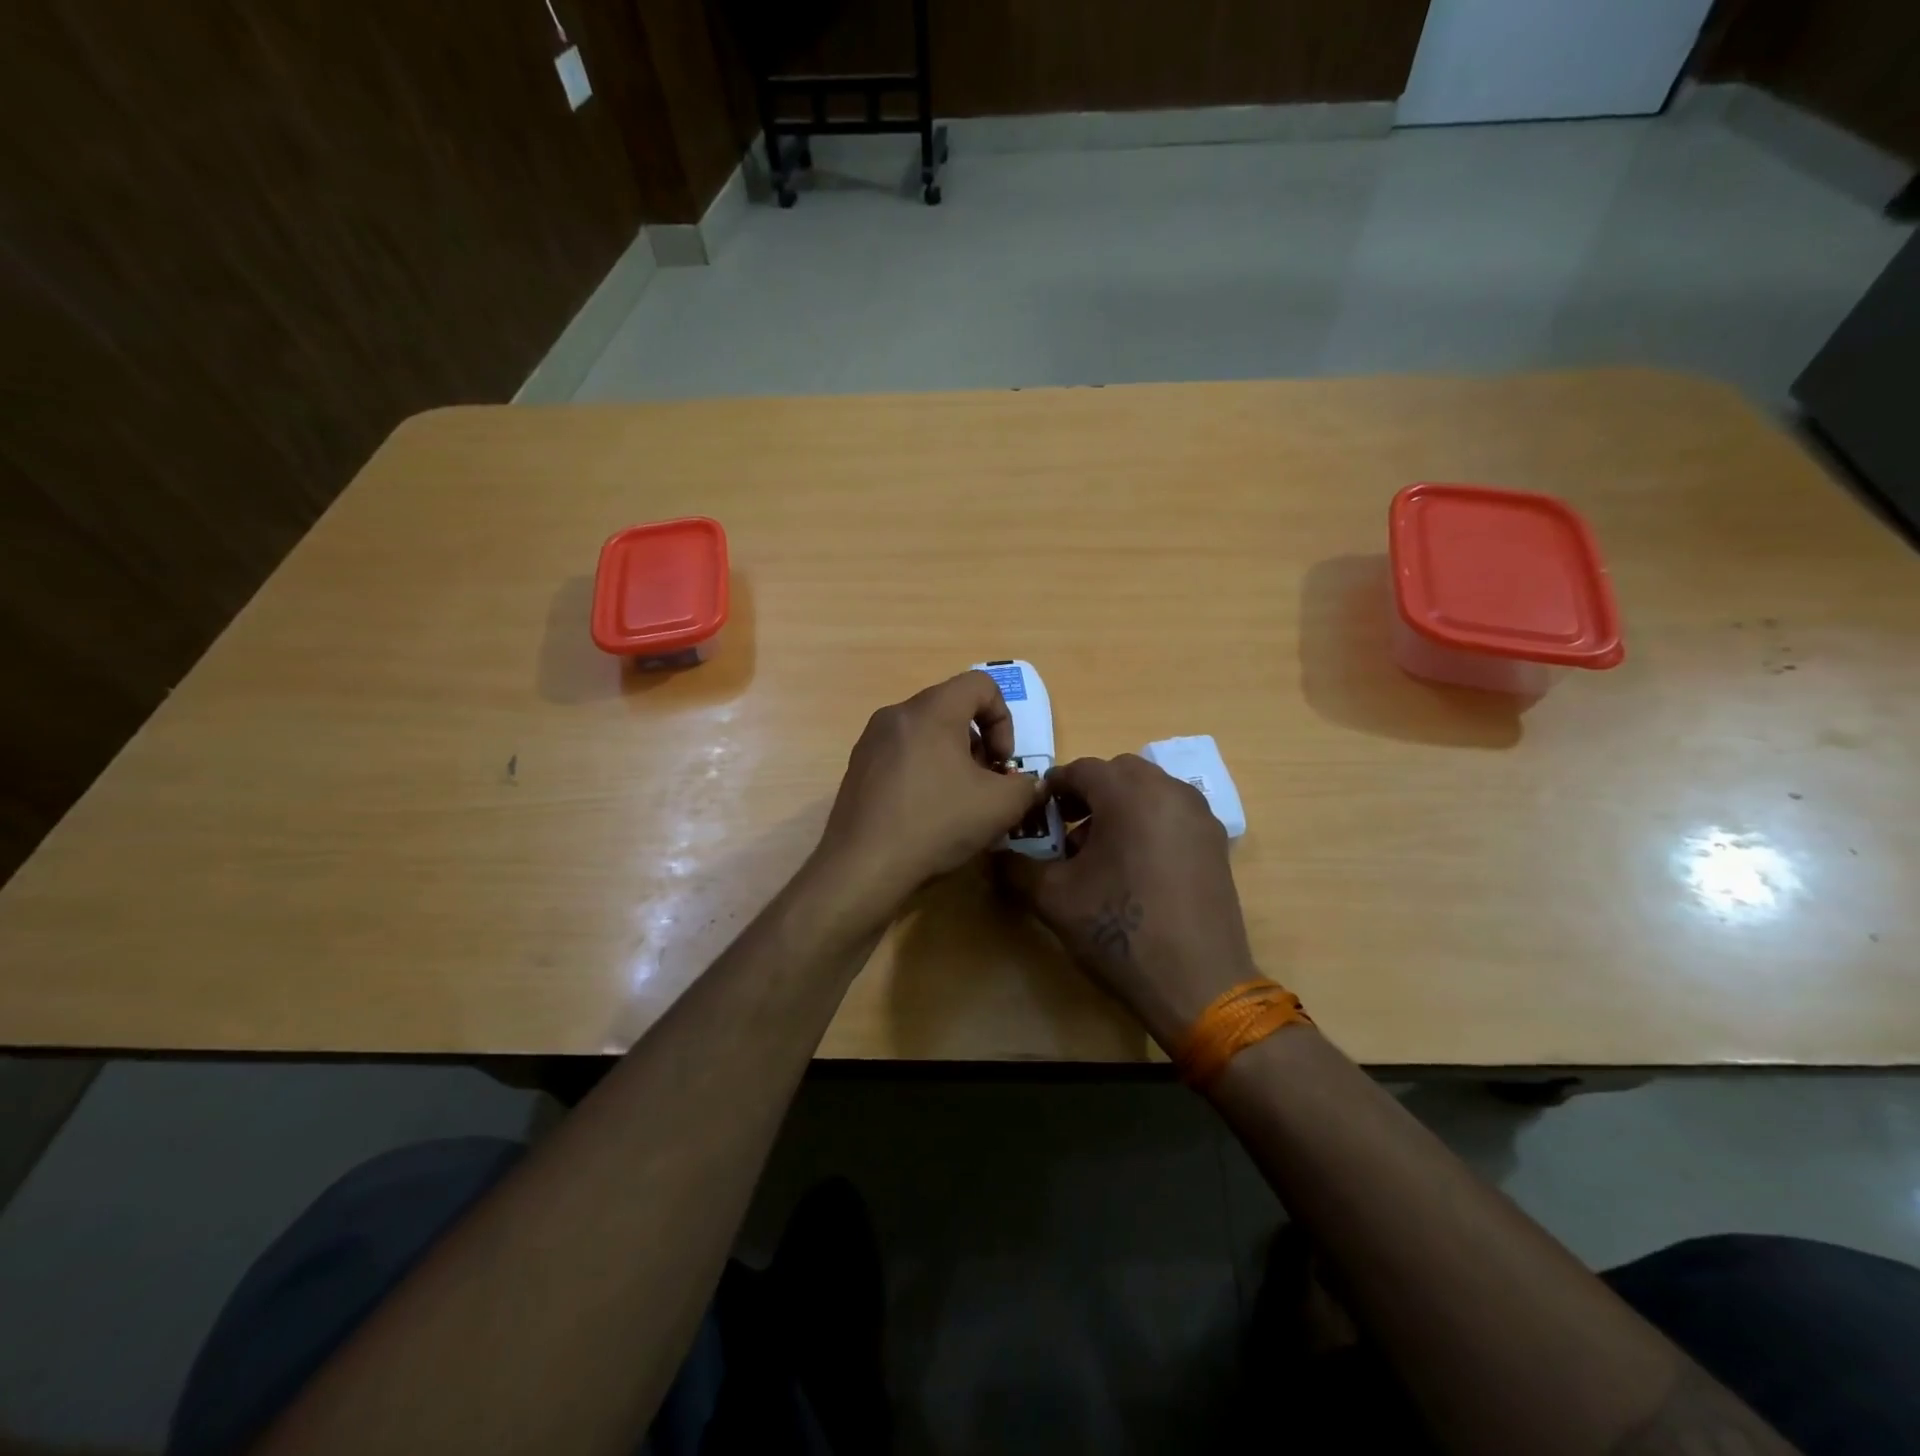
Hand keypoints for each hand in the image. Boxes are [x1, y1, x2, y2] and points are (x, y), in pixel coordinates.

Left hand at [817, 672, 1044, 913]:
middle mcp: (897, 714)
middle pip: (952, 708)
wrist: (863, 866)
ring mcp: (871, 740)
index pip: (980, 684)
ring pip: (925, 731)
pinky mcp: (857, 767)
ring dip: (952, 757)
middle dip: (979, 742)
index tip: (1002, 762)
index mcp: (932, 710)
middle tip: (985, 783)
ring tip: (958, 800)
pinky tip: (926, 811)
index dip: (1004, 719)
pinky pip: (902, 753)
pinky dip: (924, 769)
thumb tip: (1028, 785)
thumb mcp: (1000, 807)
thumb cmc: (936, 823)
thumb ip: (1027, 786)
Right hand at [999, 755, 1257, 1051]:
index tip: (1036, 814)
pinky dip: (1149, 822)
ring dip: (1121, 806)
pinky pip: (1173, 813)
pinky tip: (1136, 866)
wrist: (1197, 982)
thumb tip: (996, 855)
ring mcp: (1199, 815)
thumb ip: (1017, 867)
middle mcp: (1169, 790)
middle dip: (1089, 793)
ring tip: (1101, 851)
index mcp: (1128, 793)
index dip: (1052, 789)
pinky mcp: (1216, 842)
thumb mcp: (1054, 898)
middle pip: (1119, 772)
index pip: (1081, 769)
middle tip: (1067, 827)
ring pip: (1150, 790)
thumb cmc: (1119, 929)